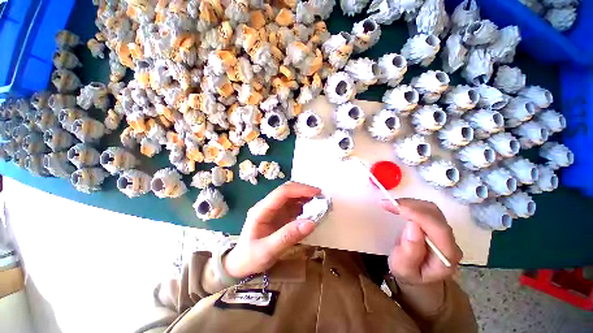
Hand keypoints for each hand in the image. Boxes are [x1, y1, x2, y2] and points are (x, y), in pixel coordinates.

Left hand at [224, 182, 320, 278]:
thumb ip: (288, 237)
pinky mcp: (279, 215)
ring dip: (306, 198)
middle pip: (288, 191)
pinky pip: (294, 206)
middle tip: (322, 198)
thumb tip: (311, 223)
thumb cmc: (250, 258)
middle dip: (305, 191)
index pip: (282, 192)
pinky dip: (305, 206)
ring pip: (292, 197)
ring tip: (320, 204)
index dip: (300, 190)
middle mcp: (268, 206)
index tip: (317, 193)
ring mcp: (274, 210)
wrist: (240, 264)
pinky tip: (313, 212)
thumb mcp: (267, 251)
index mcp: (261, 210)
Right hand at [381, 198, 462, 284]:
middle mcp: (451, 241)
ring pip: (431, 209)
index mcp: (446, 256)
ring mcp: (446, 232)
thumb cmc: (409, 275)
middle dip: (410, 206)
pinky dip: (411, 204)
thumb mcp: (403, 269)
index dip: (417, 214)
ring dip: (409, 203)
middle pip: (435, 215)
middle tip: (387, 204)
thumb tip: (413, 226)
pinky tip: (399, 206)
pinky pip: (426, 209)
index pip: (438, 229)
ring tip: (391, 204)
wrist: (419, 277)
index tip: (394, 207)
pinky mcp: (437, 225)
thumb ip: (409, 252)